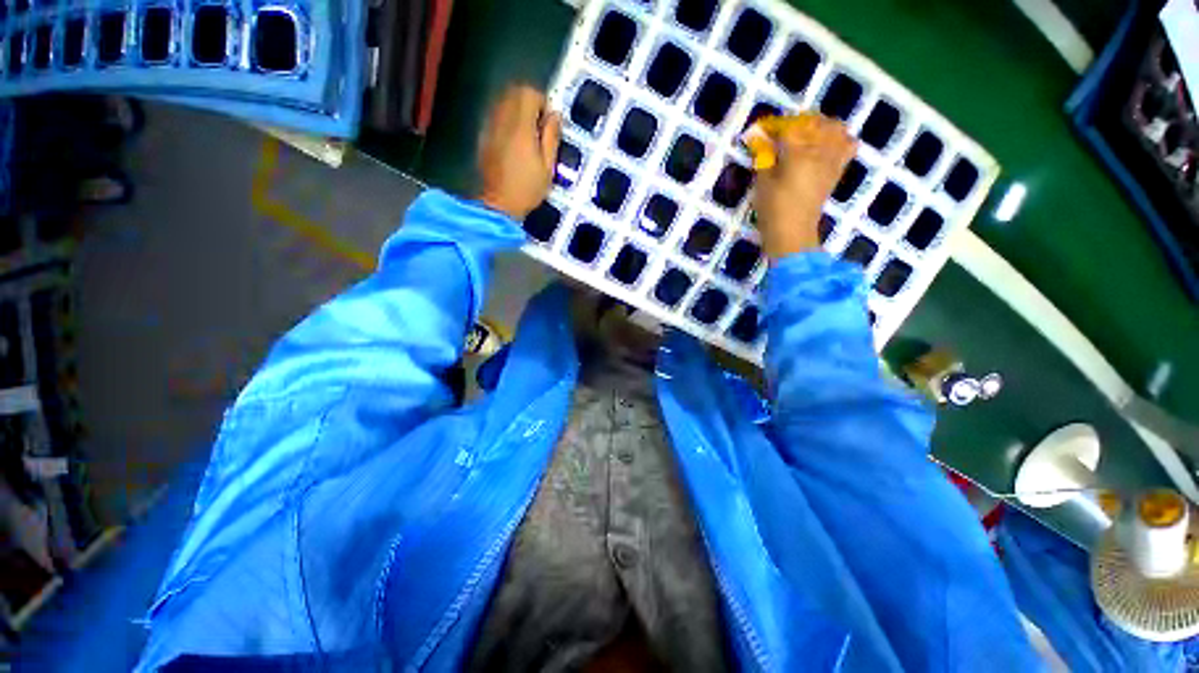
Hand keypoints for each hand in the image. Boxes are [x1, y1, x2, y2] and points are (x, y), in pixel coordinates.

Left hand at [476, 84, 561, 219]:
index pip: (529, 94)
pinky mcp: (483, 136)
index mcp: (521, 127)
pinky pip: (495, 115)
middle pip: (513, 93)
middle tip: (539, 126)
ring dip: (517, 110)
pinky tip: (513, 141)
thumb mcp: (548, 167)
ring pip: (503, 102)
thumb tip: (555, 115)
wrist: (499, 205)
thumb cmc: (528, 189)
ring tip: (527, 134)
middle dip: (529, 103)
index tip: (548, 122)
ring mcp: (490, 127)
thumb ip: (551, 137)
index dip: (542, 102)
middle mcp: (502, 120)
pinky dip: (506, 120)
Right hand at [751, 114, 856, 259]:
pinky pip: (847, 145)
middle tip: (781, 133)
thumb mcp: (762, 182)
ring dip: (820, 126)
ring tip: (805, 134)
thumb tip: (760, 138)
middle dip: (797, 123)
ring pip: (835, 129)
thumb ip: (764, 157)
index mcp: (798, 154)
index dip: (774, 127)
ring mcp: (832, 159)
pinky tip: (826, 144)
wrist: (793, 231)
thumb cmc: (773, 209)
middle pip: (814, 123)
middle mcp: (820, 151)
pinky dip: (840, 138)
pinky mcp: (837, 169)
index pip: (788, 128)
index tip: (762, 131)